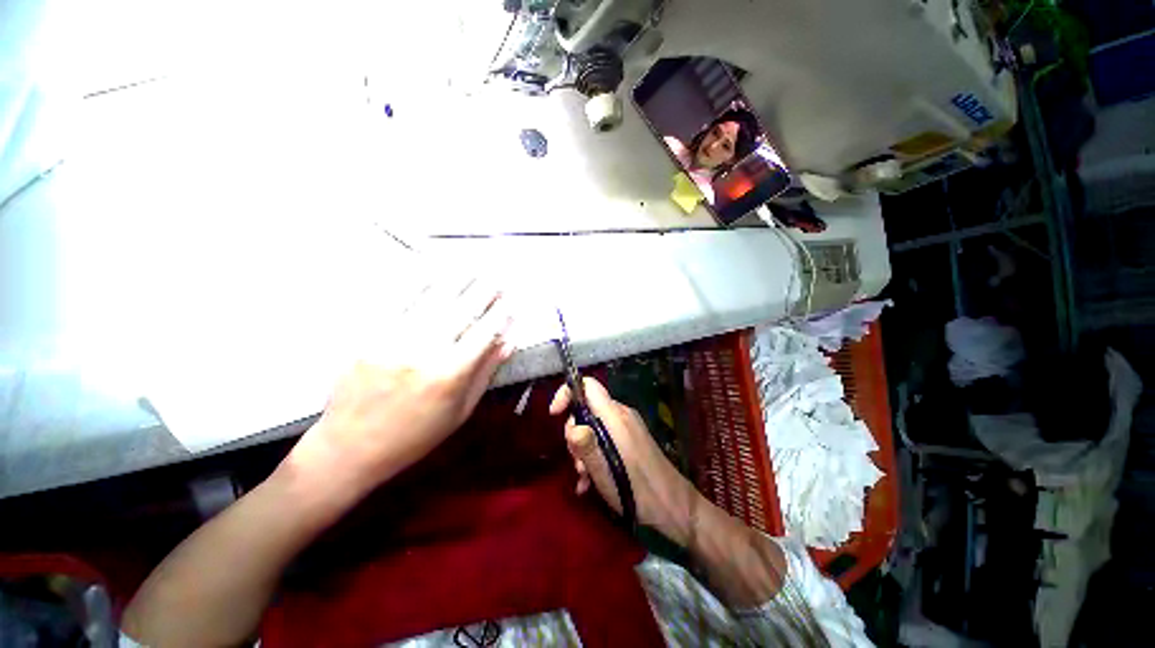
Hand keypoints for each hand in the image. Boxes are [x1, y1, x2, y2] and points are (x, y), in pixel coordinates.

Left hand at [287, 277, 514, 495]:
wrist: (350, 447)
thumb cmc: (416, 435)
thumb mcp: (460, 411)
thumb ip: (486, 372)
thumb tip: (509, 341)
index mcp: (450, 374)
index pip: (485, 332)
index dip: (501, 313)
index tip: (512, 300)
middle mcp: (425, 350)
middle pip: (463, 309)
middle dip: (484, 289)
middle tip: (497, 276)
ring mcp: (394, 338)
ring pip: (433, 298)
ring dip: (457, 279)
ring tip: (472, 265)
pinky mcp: (370, 334)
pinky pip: (397, 299)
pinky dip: (418, 280)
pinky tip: (431, 267)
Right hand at [550, 377, 696, 542]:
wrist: (676, 507)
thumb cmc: (639, 492)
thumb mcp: (606, 474)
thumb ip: (587, 447)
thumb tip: (571, 426)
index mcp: (615, 416)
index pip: (588, 385)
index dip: (567, 393)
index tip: (554, 415)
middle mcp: (621, 414)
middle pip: (587, 408)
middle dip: (574, 433)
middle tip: (577, 462)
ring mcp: (627, 426)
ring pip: (594, 425)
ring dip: (583, 449)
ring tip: (585, 478)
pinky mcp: (631, 438)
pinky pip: (605, 437)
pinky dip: (595, 453)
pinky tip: (591, 481)